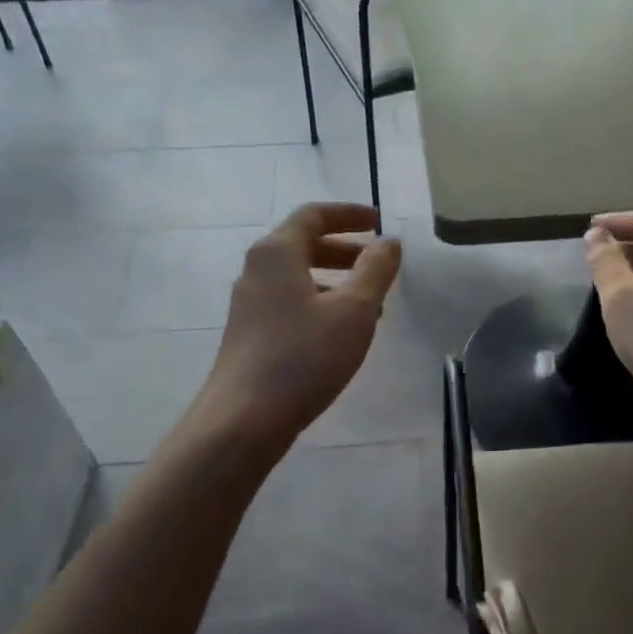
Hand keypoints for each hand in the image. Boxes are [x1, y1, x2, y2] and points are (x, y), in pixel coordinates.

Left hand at [198, 203, 401, 447]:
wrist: (243, 419)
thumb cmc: (303, 357)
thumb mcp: (354, 311)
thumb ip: (375, 270)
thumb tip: (389, 241)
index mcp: (277, 252)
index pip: (314, 215)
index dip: (350, 214)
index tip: (380, 222)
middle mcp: (256, 269)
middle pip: (303, 243)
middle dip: (345, 248)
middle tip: (378, 262)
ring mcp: (248, 302)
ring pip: (297, 275)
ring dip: (335, 278)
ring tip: (370, 302)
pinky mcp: (249, 332)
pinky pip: (289, 300)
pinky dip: (319, 301)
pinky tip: (341, 331)